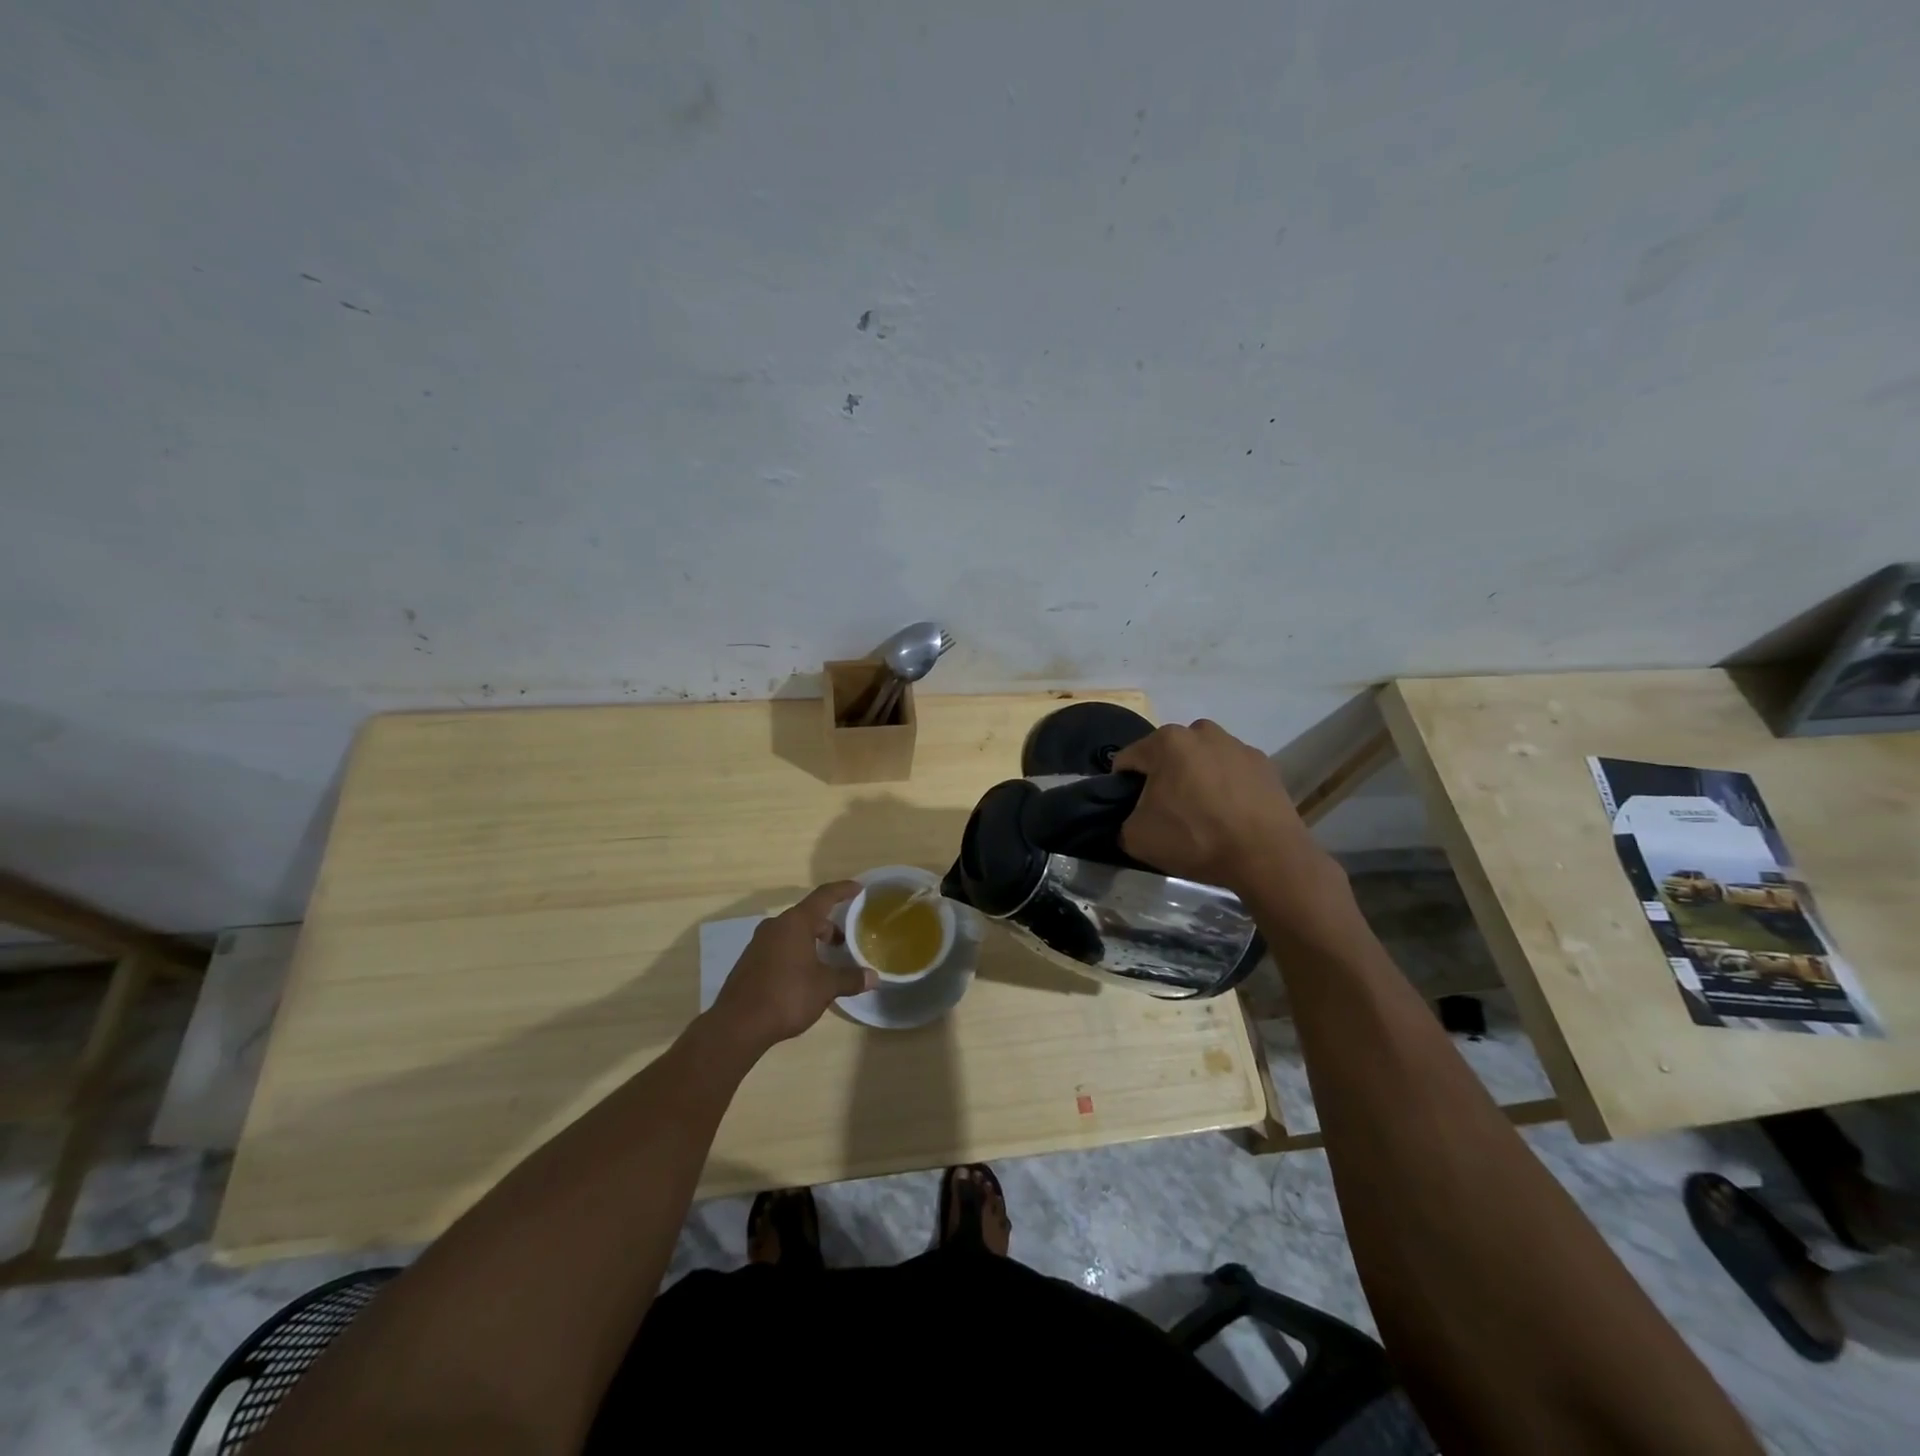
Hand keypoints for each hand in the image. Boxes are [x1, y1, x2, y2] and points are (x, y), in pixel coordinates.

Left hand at [709, 881, 871, 1051]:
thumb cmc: (787, 996)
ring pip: (792, 932)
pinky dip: (796, 952)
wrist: (738, 1024)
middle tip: (844, 941)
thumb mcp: (825, 987)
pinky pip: (779, 947)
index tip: (858, 888)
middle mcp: (775, 926)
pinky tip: (803, 975)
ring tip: (826, 959)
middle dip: (828, 926)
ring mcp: (759, 943)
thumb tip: (874, 978)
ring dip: (811, 940)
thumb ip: (850, 979)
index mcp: (795, 923)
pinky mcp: (750, 962)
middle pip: (807, 916)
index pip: (824, 896)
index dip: (842, 890)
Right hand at [1113, 720, 1332, 898]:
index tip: (1131, 810)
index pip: (1128, 760)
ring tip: (1203, 816)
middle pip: (1167, 755)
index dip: (1122, 786)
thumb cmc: (1195, 838)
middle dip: (1162, 778)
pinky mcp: (1264, 764)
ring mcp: (1237, 745)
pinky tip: (1230, 816)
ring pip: (1201, 760)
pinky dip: (1225, 787)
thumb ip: (1122, 821)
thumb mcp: (1137, 838)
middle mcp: (1201, 732)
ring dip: (1195, 779)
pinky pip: (1231, 772)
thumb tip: (1133, 818)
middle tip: (1167, 814)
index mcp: (1166, 741)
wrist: (1267, 856)